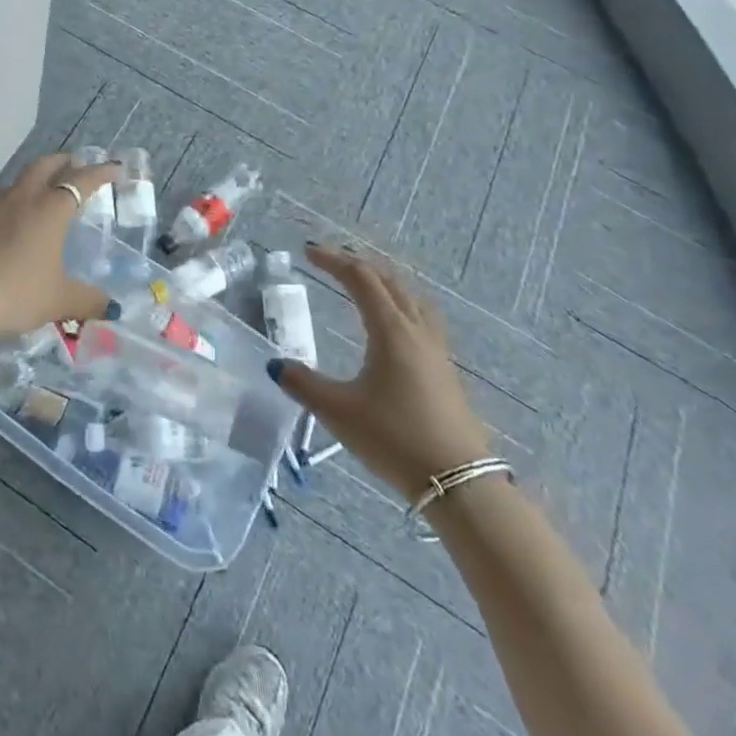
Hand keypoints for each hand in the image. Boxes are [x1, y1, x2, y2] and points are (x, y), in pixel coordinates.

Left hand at [0, 153, 118, 338]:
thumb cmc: (16, 291)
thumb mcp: (58, 300)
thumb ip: (87, 300)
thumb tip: (112, 306)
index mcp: (50, 211)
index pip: (80, 181)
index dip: (100, 172)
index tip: (115, 167)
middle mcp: (24, 202)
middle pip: (44, 166)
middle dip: (63, 161)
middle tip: (77, 164)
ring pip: (20, 182)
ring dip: (37, 178)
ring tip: (48, 190)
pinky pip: (3, 205)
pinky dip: (17, 204)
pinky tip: (18, 225)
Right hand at [269, 244, 490, 502]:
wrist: (460, 483)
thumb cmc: (395, 439)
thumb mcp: (339, 411)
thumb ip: (304, 384)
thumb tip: (275, 365)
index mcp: (390, 330)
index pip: (360, 277)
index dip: (333, 259)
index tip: (307, 252)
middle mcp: (415, 330)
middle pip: (388, 280)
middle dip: (357, 264)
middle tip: (330, 261)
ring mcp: (436, 350)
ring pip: (409, 297)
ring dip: (383, 281)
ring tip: (362, 283)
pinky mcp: (445, 370)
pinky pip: (421, 317)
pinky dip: (400, 302)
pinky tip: (393, 324)